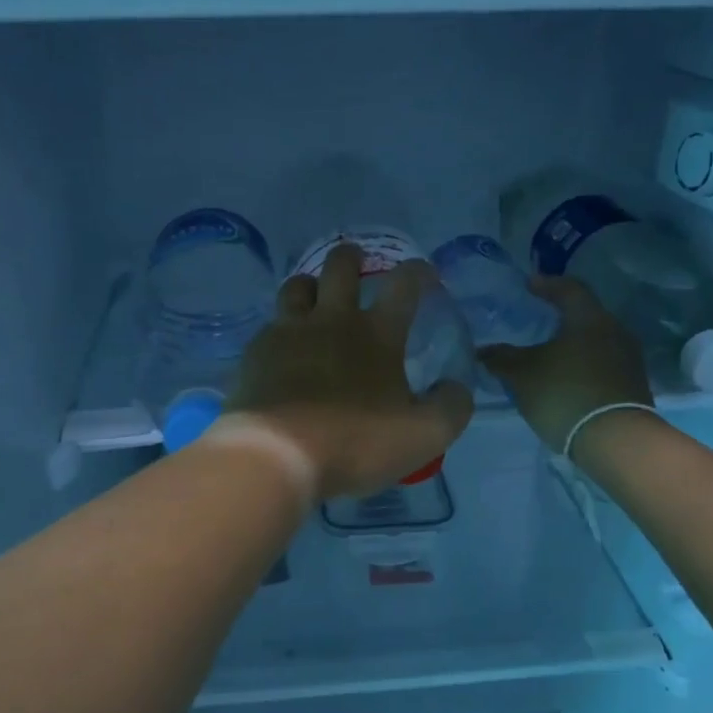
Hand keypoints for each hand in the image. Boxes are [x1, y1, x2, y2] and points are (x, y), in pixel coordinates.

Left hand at [230, 244, 473, 497]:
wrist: (276, 455)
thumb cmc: (355, 443)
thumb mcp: (424, 436)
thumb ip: (450, 407)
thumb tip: (457, 386)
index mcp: (377, 334)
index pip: (404, 285)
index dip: (419, 272)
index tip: (425, 273)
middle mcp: (332, 320)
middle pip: (340, 267)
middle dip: (352, 257)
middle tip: (356, 262)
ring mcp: (288, 332)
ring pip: (297, 286)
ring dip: (310, 285)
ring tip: (315, 296)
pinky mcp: (256, 352)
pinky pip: (270, 325)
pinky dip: (281, 327)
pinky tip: (283, 347)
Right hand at [478, 276, 652, 454]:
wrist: (615, 440)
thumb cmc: (564, 393)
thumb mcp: (522, 374)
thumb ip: (501, 358)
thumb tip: (482, 350)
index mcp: (590, 318)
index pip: (569, 289)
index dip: (547, 284)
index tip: (529, 285)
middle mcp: (615, 331)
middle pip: (585, 315)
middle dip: (561, 317)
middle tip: (538, 319)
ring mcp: (628, 360)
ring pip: (594, 342)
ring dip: (572, 344)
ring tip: (548, 353)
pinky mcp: (632, 386)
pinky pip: (602, 364)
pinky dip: (582, 365)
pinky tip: (565, 378)